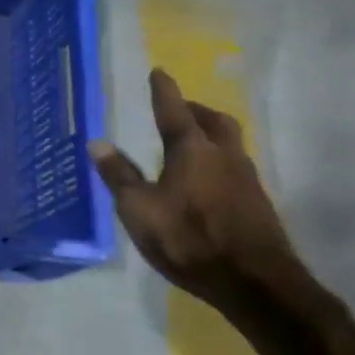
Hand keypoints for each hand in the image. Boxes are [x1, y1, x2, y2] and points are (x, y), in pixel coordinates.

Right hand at [89, 69, 304, 317]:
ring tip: (191, 139)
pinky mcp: (257, 204)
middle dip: (195, 109)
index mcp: (192, 150)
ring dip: (210, 132)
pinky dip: (218, 158)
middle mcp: (224, 156)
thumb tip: (97, 143)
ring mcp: (246, 180)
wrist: (256, 283)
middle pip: (213, 121)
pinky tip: (206, 178)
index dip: (164, 91)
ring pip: (230, 142)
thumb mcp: (139, 209)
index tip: (159, 71)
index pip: (173, 112)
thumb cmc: (189, 239)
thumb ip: (119, 176)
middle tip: (178, 107)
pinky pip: (235, 165)